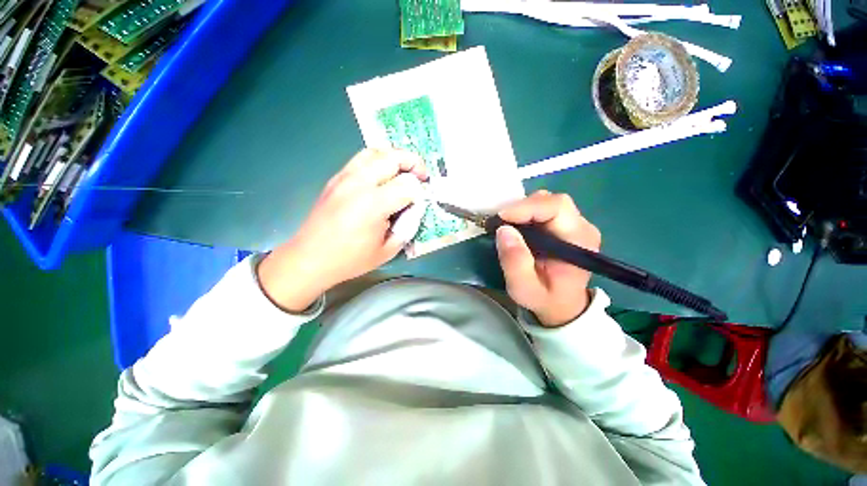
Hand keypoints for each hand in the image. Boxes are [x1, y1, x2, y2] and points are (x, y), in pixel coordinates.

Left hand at [258, 148, 427, 311]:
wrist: (310, 258)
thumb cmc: (351, 259)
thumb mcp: (388, 250)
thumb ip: (407, 226)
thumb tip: (415, 207)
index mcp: (373, 204)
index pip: (407, 185)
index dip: (419, 192)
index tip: (420, 202)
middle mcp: (359, 183)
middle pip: (393, 157)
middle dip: (413, 163)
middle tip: (422, 176)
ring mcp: (344, 177)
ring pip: (376, 151)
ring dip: (395, 158)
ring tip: (403, 171)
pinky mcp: (336, 178)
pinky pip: (361, 158)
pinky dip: (378, 161)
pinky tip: (382, 176)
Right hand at [495, 191, 601, 326]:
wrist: (562, 305)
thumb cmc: (545, 299)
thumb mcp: (524, 288)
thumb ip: (515, 262)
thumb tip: (503, 230)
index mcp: (578, 242)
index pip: (557, 208)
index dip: (527, 207)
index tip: (501, 217)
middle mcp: (582, 227)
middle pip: (552, 201)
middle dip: (522, 207)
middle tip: (501, 222)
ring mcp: (576, 224)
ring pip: (547, 202)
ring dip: (523, 209)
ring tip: (507, 225)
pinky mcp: (566, 225)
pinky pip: (544, 209)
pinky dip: (526, 213)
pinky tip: (516, 226)